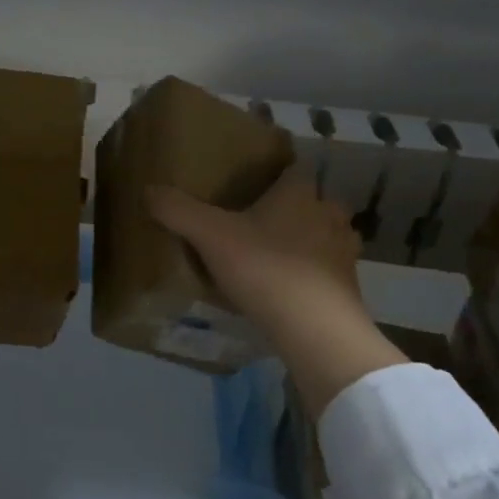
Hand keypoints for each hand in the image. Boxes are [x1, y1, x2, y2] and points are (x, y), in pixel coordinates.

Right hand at [148, 166, 404, 417]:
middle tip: (261, 222)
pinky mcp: (349, 287)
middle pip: (313, 201)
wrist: (316, 329)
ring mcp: (344, 252)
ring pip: (326, 235)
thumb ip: (179, 211)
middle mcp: (327, 215)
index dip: (274, 174)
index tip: (252, 185)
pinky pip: (329, 271)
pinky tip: (291, 289)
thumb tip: (149, 189)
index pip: (292, 169)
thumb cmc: (265, 269)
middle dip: (293, 208)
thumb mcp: (210, 236)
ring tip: (277, 256)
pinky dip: (313, 275)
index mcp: (298, 194)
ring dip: (308, 241)